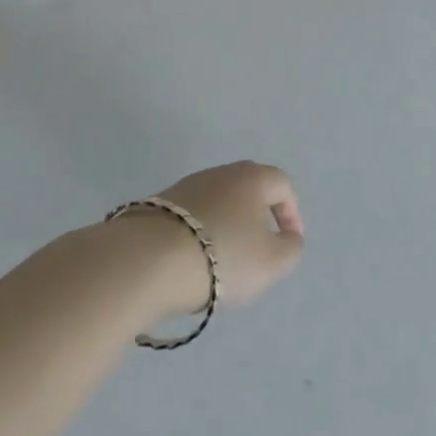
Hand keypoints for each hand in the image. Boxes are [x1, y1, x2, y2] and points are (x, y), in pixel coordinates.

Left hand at [132, 161, 306, 316]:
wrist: (144, 262)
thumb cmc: (221, 257)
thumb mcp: (272, 262)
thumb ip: (291, 248)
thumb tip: (288, 238)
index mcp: (253, 178)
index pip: (282, 185)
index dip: (291, 213)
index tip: (288, 242)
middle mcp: (221, 173)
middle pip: (248, 189)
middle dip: (257, 215)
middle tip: (258, 247)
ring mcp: (185, 187)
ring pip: (217, 202)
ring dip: (226, 225)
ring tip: (222, 260)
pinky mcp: (156, 206)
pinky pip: (189, 217)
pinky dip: (197, 234)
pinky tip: (191, 261)